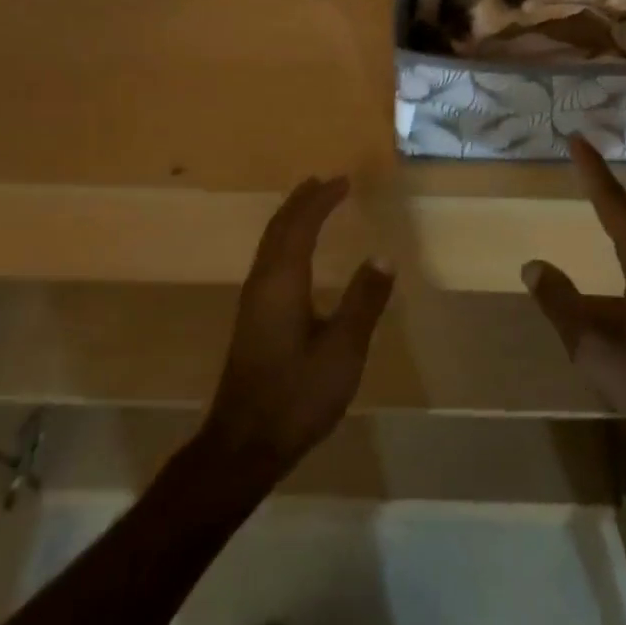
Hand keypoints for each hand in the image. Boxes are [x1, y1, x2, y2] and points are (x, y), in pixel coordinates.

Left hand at [199, 177, 395, 482]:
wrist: (243, 444)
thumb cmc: (297, 395)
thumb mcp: (343, 350)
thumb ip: (363, 301)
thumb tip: (383, 256)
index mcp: (283, 281)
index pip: (301, 224)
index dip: (322, 199)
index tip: (343, 181)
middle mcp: (262, 282)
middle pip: (279, 227)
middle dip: (302, 200)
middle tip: (325, 182)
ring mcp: (252, 300)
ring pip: (270, 243)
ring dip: (291, 218)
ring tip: (311, 204)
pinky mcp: (251, 318)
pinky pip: (268, 259)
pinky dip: (285, 240)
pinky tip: (295, 254)